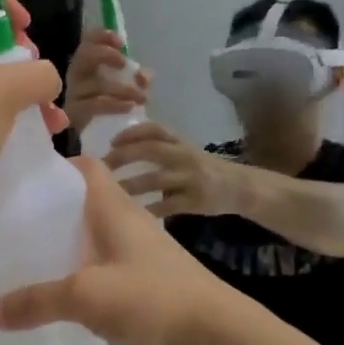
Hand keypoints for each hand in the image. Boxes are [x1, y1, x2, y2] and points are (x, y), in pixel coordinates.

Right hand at [0, 158, 237, 344]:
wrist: (217, 339)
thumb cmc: (153, 298)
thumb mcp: (86, 295)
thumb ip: (36, 301)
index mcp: (116, 209)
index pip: (85, 168)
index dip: (54, 167)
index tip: (17, 180)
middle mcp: (127, 225)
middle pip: (83, 206)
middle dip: (48, 212)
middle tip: (7, 225)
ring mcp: (137, 258)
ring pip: (92, 242)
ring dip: (63, 248)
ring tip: (21, 261)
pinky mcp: (143, 288)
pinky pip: (102, 274)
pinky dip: (79, 280)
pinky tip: (55, 300)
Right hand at [63, 28, 151, 134]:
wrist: (99, 138)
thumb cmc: (111, 106)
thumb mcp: (126, 87)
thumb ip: (137, 78)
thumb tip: (144, 76)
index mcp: (87, 64)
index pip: (88, 41)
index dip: (102, 37)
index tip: (120, 43)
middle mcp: (76, 75)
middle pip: (84, 55)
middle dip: (105, 55)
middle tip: (123, 64)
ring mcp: (73, 94)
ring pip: (95, 83)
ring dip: (122, 88)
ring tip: (141, 97)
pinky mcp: (74, 113)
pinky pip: (94, 105)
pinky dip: (114, 104)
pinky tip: (130, 107)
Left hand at [104, 122, 246, 218]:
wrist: (240, 187)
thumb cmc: (202, 168)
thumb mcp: (184, 152)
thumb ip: (158, 149)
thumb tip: (118, 151)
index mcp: (180, 142)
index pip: (155, 129)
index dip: (132, 132)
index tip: (112, 141)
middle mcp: (185, 156)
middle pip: (151, 150)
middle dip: (124, 156)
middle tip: (103, 167)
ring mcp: (191, 178)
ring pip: (156, 180)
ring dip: (131, 185)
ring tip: (110, 192)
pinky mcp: (196, 201)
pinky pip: (168, 206)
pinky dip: (149, 210)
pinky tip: (133, 215)